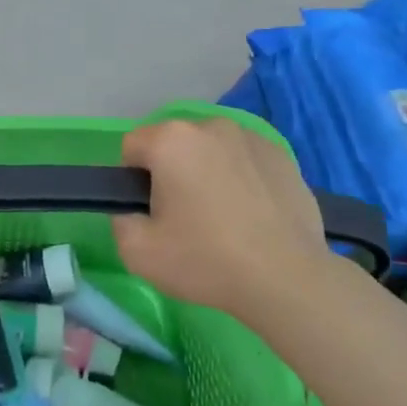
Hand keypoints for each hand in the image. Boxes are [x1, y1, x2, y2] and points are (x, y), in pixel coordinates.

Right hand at [113, 119, 343, 321]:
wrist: (287, 279)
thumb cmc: (206, 260)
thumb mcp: (137, 252)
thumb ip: (120, 220)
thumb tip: (133, 210)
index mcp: (171, 140)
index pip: (132, 146)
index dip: (132, 180)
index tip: (151, 212)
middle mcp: (210, 125)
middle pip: (173, 144)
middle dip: (171, 172)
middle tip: (184, 218)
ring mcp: (251, 137)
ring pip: (211, 150)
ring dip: (207, 172)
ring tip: (223, 217)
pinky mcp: (282, 155)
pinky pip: (244, 160)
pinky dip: (240, 178)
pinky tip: (252, 215)